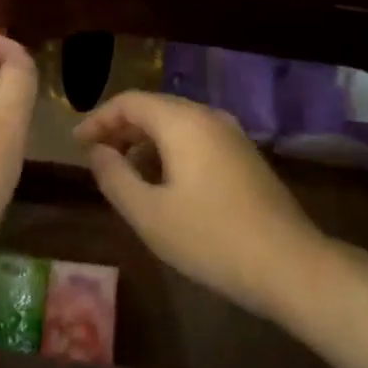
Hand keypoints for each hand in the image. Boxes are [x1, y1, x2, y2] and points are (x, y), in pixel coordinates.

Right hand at [74, 92, 326, 317]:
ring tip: (125, 173)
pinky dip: (170, 151)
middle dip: (120, 129)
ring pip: (177, 124)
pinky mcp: (245, 157)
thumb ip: (114, 177)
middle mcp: (208, 117)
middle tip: (96, 157)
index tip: (77, 143)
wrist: (291, 265)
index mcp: (182, 122)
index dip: (98, 119)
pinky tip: (163, 184)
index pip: (129, 102)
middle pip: (154, 108)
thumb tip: (96, 152)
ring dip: (145, 141)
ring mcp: (232, 135)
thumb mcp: (149, 214)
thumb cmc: (211, 238)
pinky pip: (197, 139)